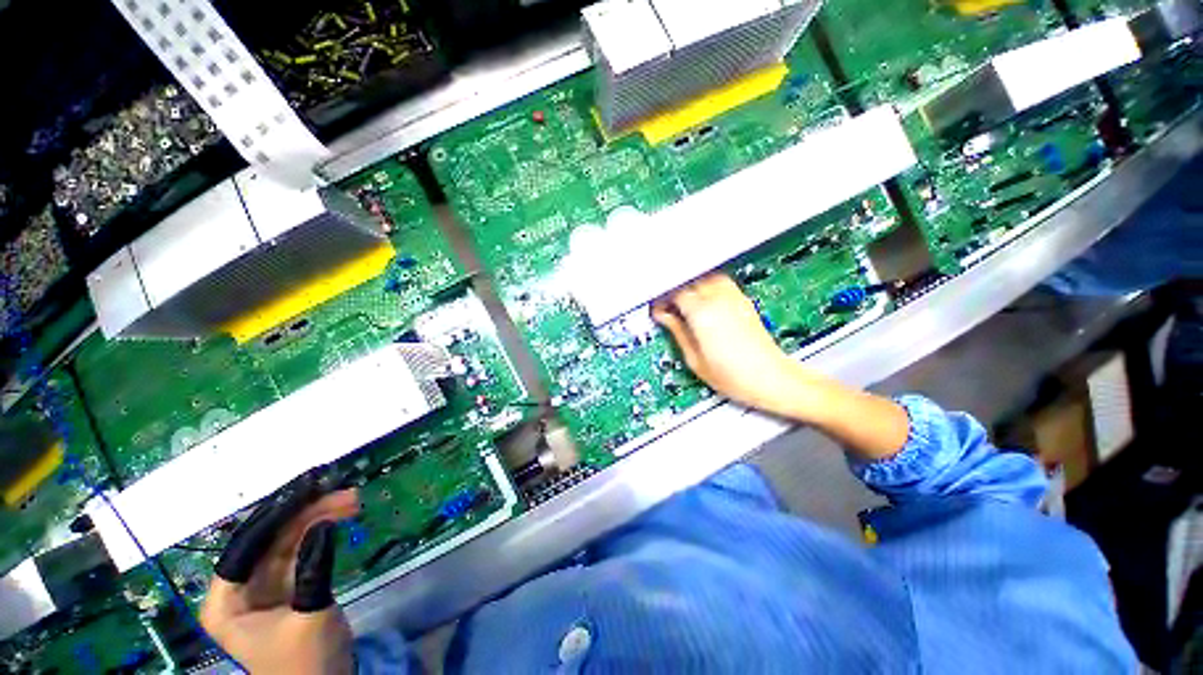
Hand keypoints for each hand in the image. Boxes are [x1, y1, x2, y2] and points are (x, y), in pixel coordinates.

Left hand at [200, 473, 360, 674]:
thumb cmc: (305, 663)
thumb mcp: (309, 616)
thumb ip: (313, 570)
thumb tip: (325, 524)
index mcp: (226, 602)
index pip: (244, 548)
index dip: (275, 516)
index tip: (309, 490)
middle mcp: (239, 589)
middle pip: (269, 540)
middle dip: (305, 513)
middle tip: (342, 492)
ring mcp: (264, 587)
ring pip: (288, 541)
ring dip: (318, 518)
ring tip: (351, 499)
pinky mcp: (287, 586)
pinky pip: (302, 551)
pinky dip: (321, 533)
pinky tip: (340, 518)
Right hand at [654, 273, 910, 458]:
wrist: (772, 379)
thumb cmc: (736, 377)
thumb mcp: (695, 360)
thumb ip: (677, 332)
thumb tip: (664, 318)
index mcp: (703, 314)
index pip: (675, 294)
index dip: (662, 300)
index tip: (658, 310)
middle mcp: (719, 300)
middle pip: (690, 282)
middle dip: (675, 291)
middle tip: (668, 307)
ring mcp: (734, 299)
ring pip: (706, 277)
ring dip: (692, 286)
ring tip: (685, 304)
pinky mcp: (744, 302)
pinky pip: (722, 283)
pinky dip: (709, 287)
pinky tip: (705, 302)